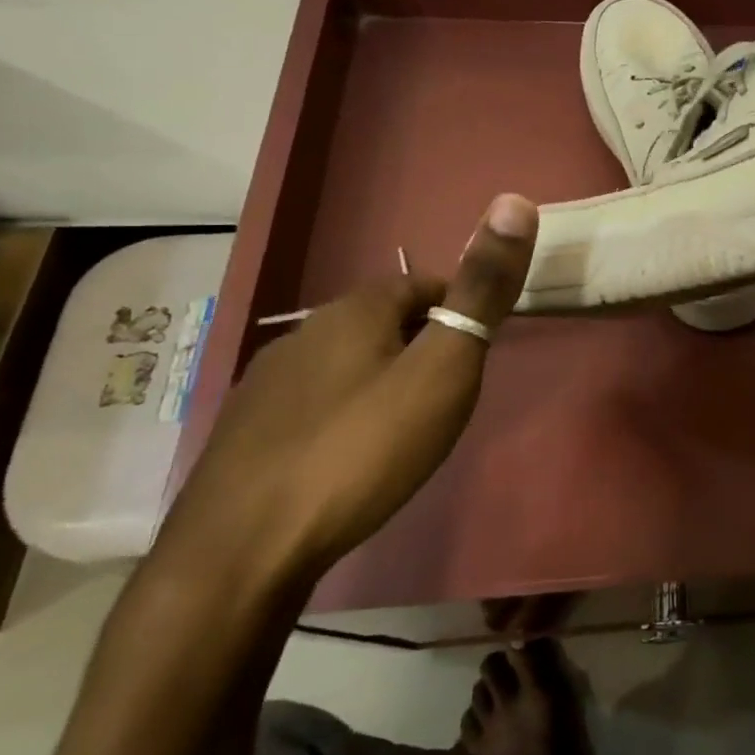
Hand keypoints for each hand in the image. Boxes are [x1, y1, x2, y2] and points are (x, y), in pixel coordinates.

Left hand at [157, 194, 538, 587]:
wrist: (240, 554)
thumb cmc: (361, 450)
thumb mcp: (443, 368)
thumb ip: (482, 291)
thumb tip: (514, 201)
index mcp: (353, 311)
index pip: (422, 286)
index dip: (459, 309)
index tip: (479, 351)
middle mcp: (303, 333)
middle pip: (381, 323)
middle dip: (422, 345)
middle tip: (451, 393)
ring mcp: (265, 385)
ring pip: (344, 363)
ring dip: (381, 379)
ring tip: (407, 427)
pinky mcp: (246, 434)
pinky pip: (313, 404)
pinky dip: (343, 415)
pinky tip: (350, 458)